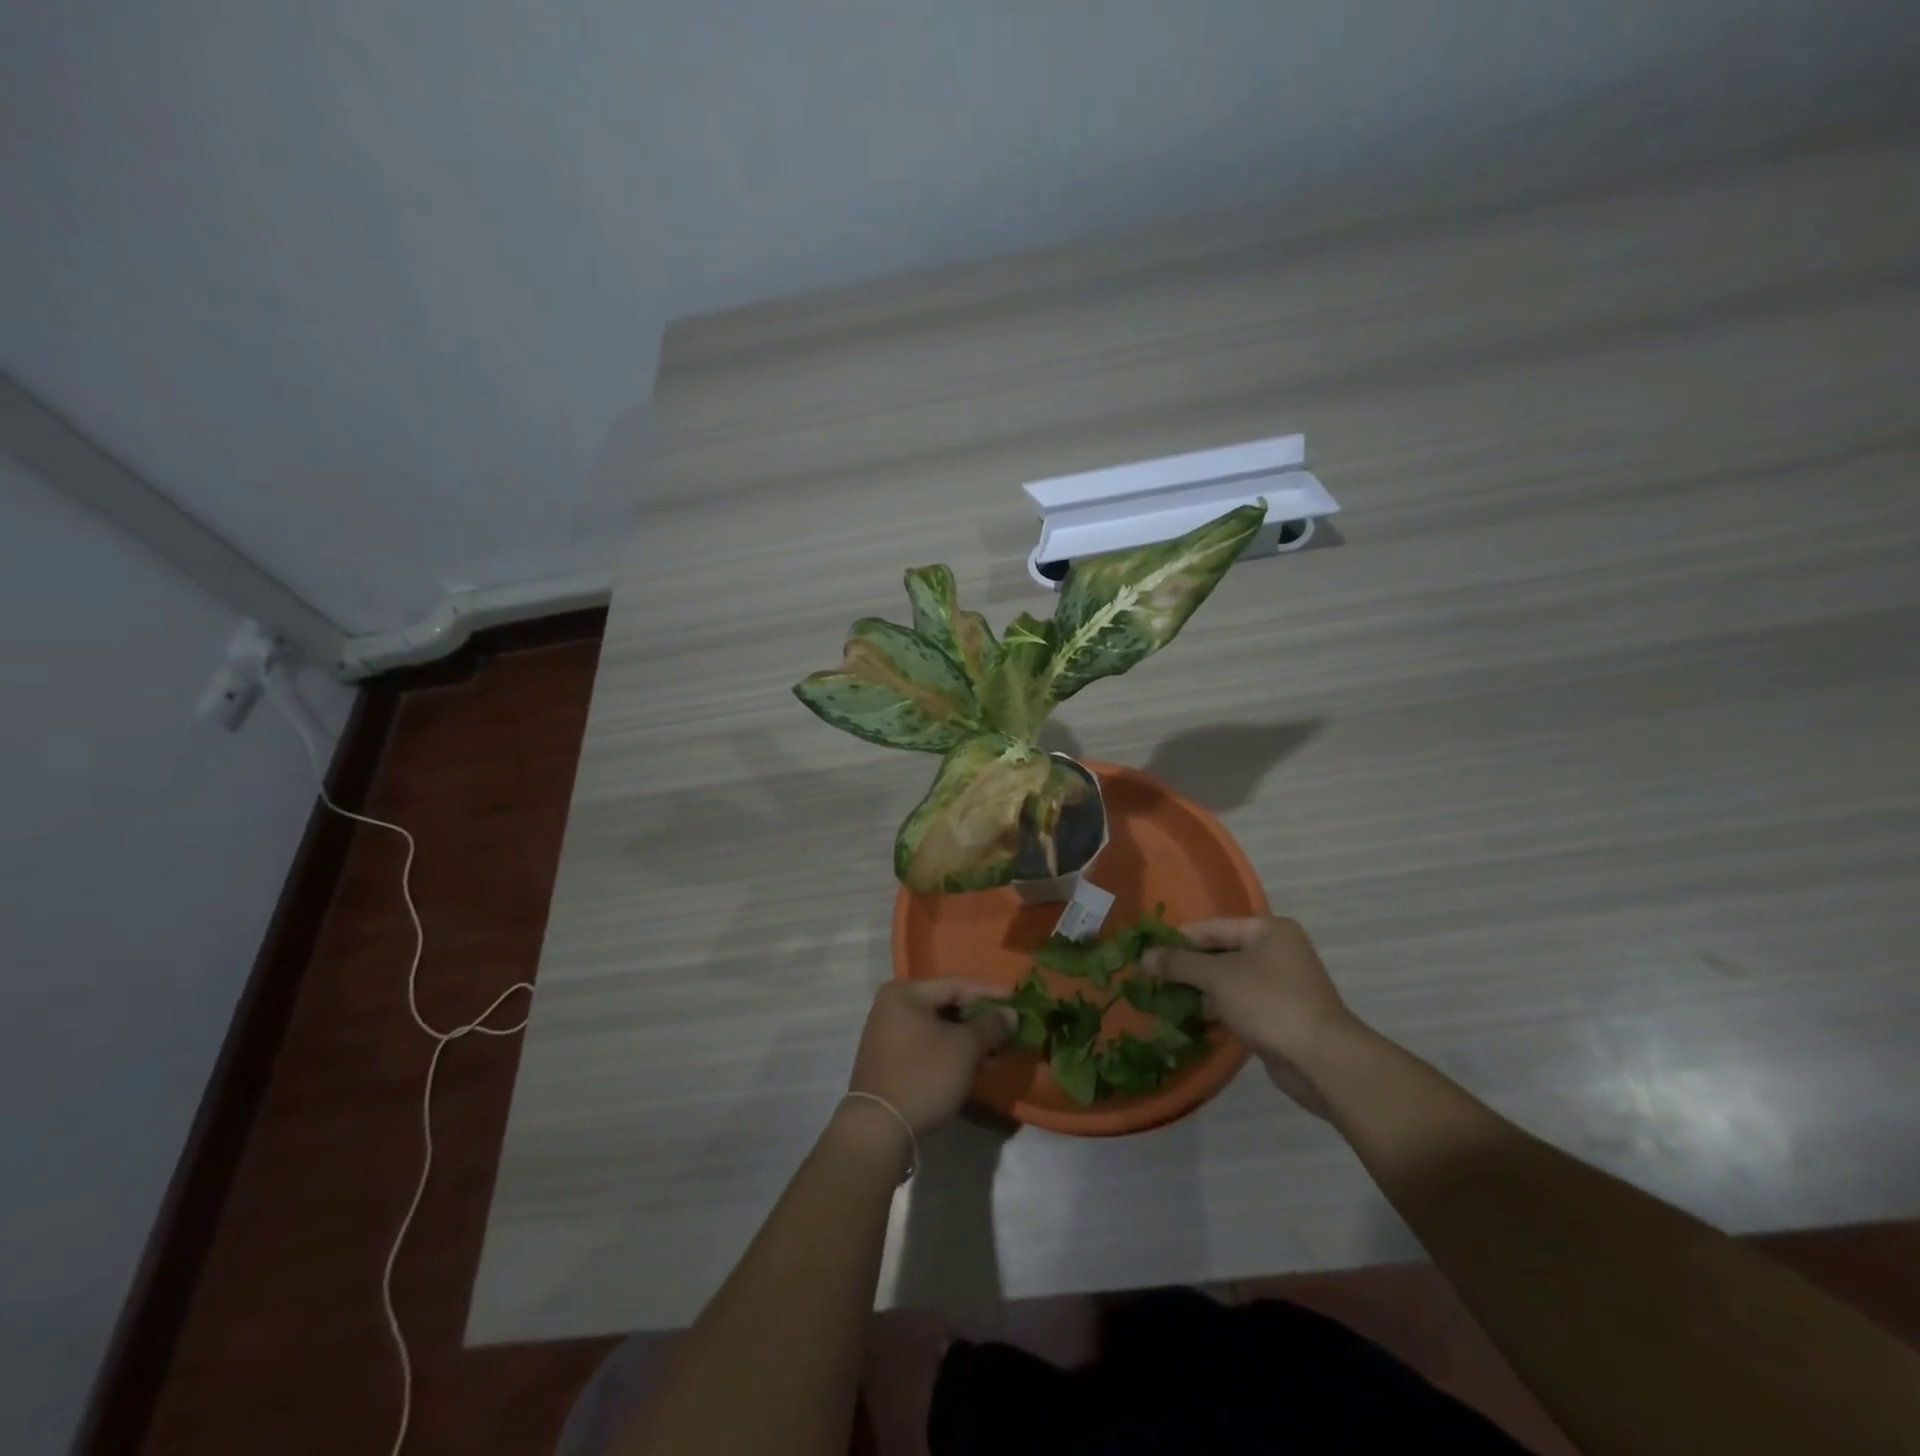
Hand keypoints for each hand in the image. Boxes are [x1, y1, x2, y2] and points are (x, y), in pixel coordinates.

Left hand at [846, 980, 1014, 1133]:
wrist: (878, 1130)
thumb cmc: (923, 1076)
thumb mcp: (964, 1048)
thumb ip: (991, 1025)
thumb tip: (1011, 1013)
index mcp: (905, 993)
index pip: (957, 985)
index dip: (991, 994)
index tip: (1018, 1002)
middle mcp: (893, 1007)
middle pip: (947, 1005)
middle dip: (981, 1019)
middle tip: (1011, 1028)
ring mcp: (889, 1035)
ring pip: (939, 1028)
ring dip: (969, 1038)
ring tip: (998, 1049)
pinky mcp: (891, 1061)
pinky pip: (929, 1046)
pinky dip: (952, 1052)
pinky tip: (975, 1064)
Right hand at [1142, 916, 1357, 1114]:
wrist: (1322, 1060)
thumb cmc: (1269, 1003)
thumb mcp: (1217, 977)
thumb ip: (1179, 964)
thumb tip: (1144, 956)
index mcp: (1268, 929)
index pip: (1212, 926)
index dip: (1178, 939)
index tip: (1148, 953)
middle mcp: (1277, 950)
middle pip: (1220, 952)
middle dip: (1187, 966)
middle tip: (1152, 978)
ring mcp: (1281, 983)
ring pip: (1228, 979)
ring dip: (1199, 989)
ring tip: (1164, 998)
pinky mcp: (1280, 1013)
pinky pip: (1240, 1002)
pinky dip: (1217, 1007)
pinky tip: (1191, 1017)